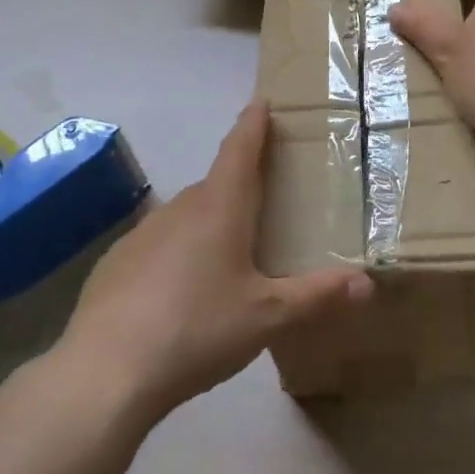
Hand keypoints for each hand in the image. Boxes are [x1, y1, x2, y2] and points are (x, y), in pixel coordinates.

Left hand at [57, 101, 373, 421]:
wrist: (106, 371)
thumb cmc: (197, 330)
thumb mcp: (267, 318)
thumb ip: (317, 296)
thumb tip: (368, 282)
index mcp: (220, 207)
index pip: (240, 149)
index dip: (253, 124)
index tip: (260, 102)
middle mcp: (180, 208)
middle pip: (216, 184)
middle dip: (238, 184)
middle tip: (263, 199)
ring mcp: (142, 233)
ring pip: (186, 216)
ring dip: (207, 222)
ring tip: (226, 254)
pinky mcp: (115, 262)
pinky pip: (157, 245)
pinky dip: (176, 253)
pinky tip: (179, 292)